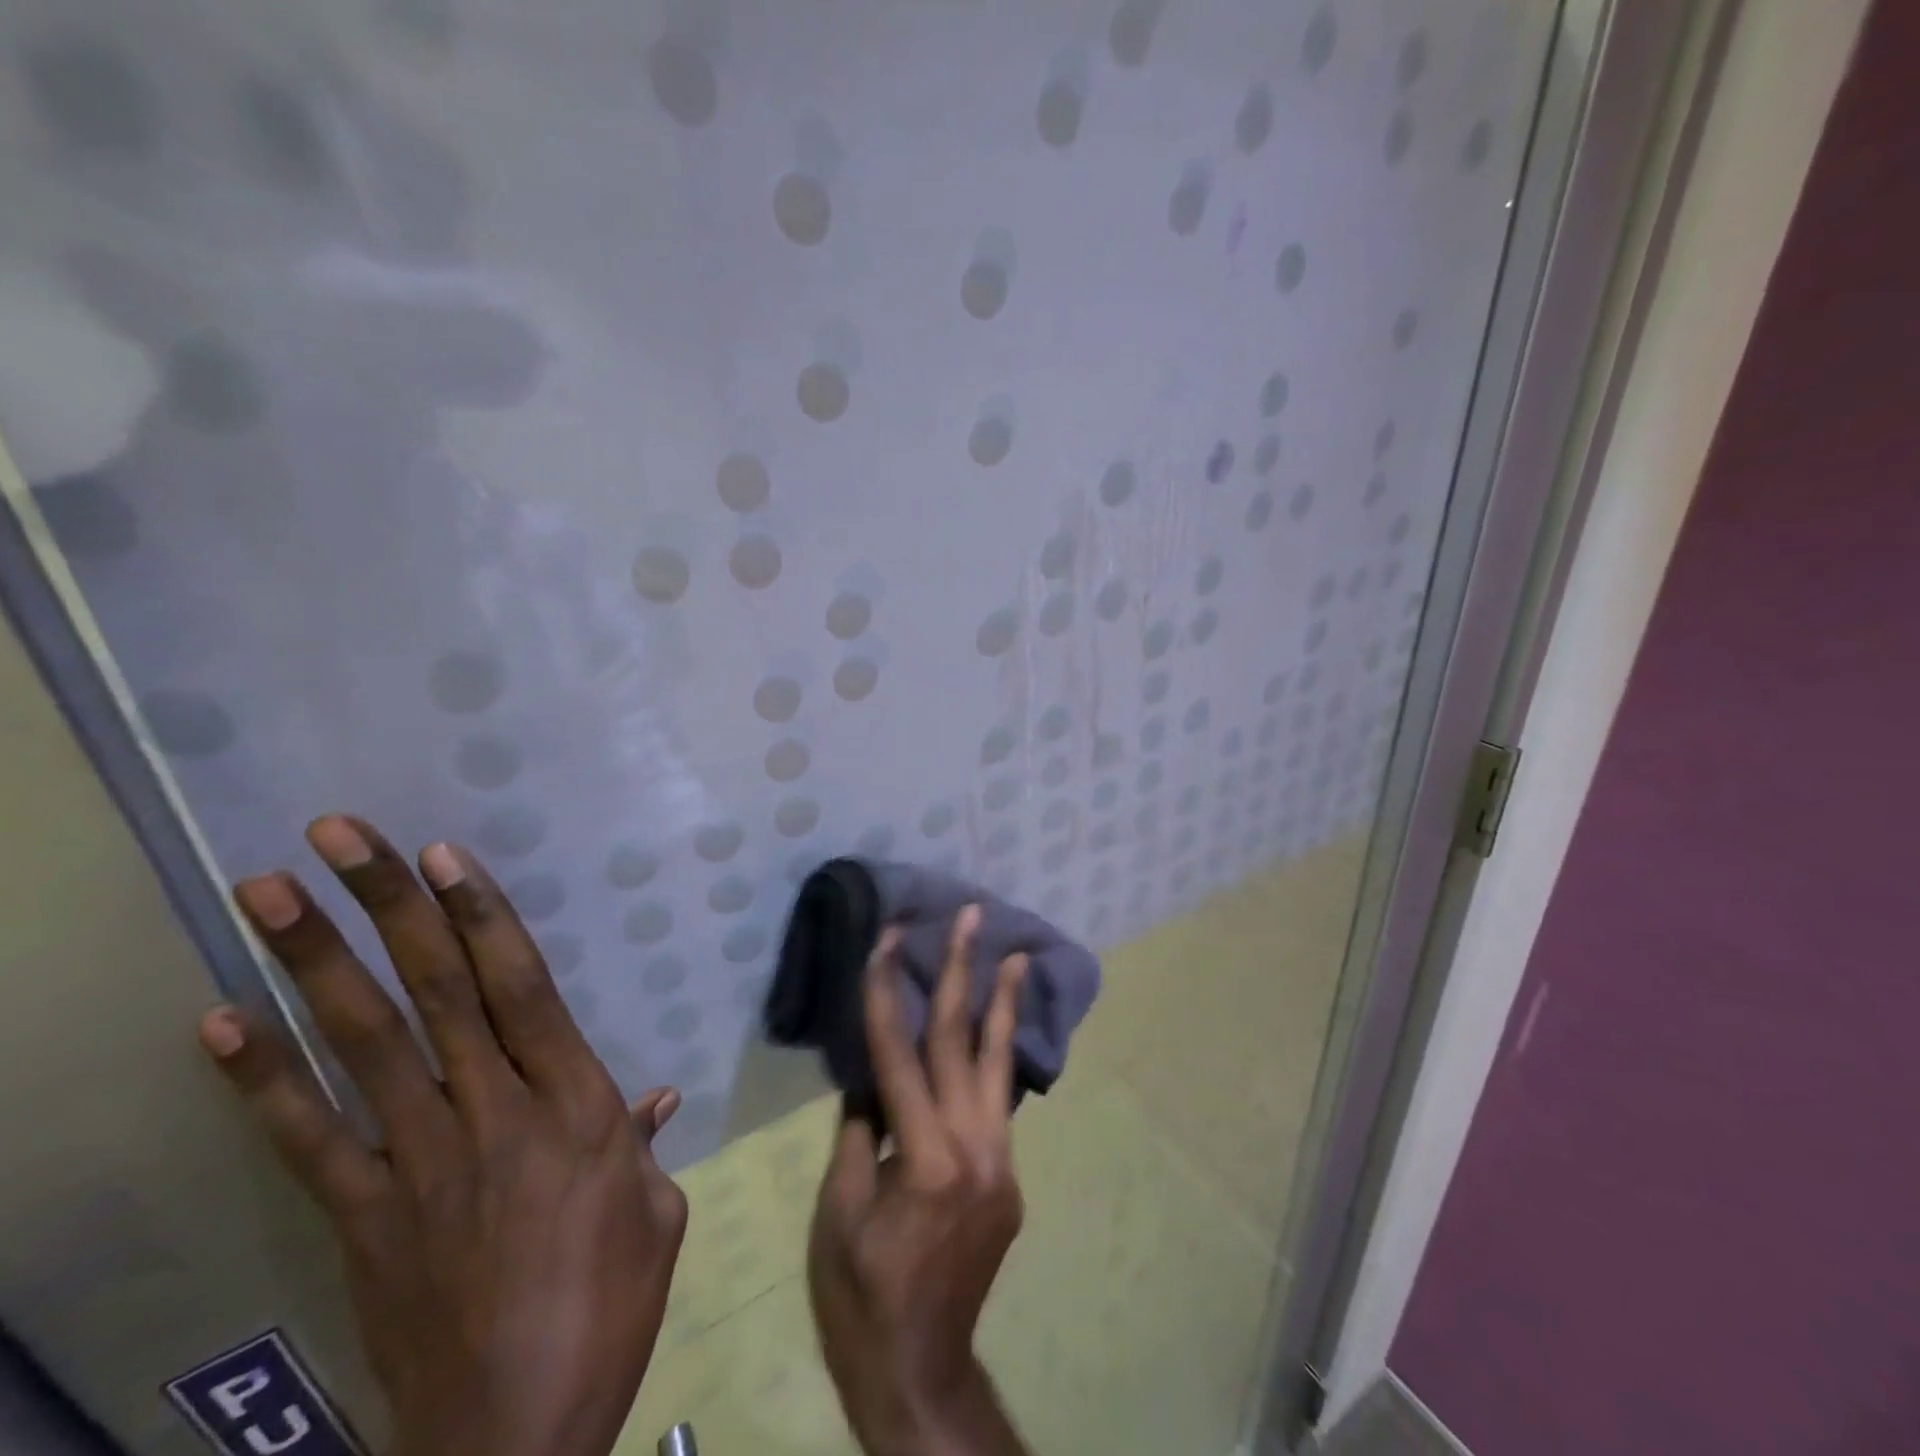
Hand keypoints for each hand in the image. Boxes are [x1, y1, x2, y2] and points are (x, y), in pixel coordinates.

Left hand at [197, 815, 686, 1455]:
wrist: (513, 1436)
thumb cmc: (610, 1306)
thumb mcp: (657, 1215)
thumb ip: (643, 1145)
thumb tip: (654, 1097)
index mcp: (575, 1108)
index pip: (522, 991)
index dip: (481, 919)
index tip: (444, 857)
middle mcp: (492, 1115)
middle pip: (435, 995)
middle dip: (388, 907)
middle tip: (338, 835)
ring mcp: (415, 1164)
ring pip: (363, 1045)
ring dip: (314, 962)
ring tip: (266, 891)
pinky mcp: (361, 1218)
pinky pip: (306, 1138)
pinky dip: (260, 1079)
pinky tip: (222, 1021)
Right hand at [807, 904, 1033, 1455]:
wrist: (921, 1369)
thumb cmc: (861, 1294)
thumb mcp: (837, 1212)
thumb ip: (858, 1131)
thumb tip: (871, 1076)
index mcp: (922, 1158)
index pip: (900, 1053)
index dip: (889, 991)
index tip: (890, 938)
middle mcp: (974, 1147)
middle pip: (963, 1041)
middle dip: (963, 970)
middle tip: (972, 915)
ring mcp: (1001, 1160)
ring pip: (1000, 1064)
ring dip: (1003, 1003)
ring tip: (1015, 953)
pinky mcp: (1010, 1175)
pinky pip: (999, 1102)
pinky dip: (998, 1057)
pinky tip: (999, 1027)